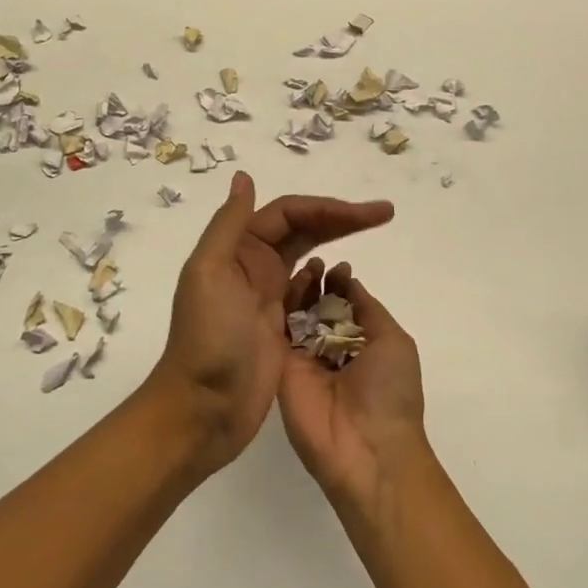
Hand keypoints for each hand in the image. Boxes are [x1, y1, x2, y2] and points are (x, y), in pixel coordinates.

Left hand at [148, 172, 393, 475]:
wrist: (202, 410)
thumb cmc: (208, 338)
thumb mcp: (209, 273)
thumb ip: (228, 224)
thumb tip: (244, 177)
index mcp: (238, 249)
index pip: (289, 213)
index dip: (328, 207)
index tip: (370, 213)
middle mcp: (253, 266)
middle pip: (304, 229)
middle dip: (342, 218)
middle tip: (385, 214)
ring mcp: (269, 298)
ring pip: (310, 257)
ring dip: (339, 243)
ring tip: (374, 238)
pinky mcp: (283, 329)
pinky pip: (312, 294)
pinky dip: (331, 282)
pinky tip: (349, 281)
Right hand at [278, 263, 428, 511]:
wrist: (367, 449)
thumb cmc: (390, 392)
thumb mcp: (393, 342)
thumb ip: (368, 309)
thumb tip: (349, 280)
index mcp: (361, 345)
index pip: (344, 307)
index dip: (339, 285)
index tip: (336, 267)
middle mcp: (330, 350)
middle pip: (316, 308)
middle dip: (316, 284)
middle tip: (314, 264)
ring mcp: (304, 359)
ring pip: (296, 316)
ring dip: (299, 291)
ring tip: (303, 270)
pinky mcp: (281, 369)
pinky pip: (277, 333)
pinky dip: (279, 309)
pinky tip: (282, 289)